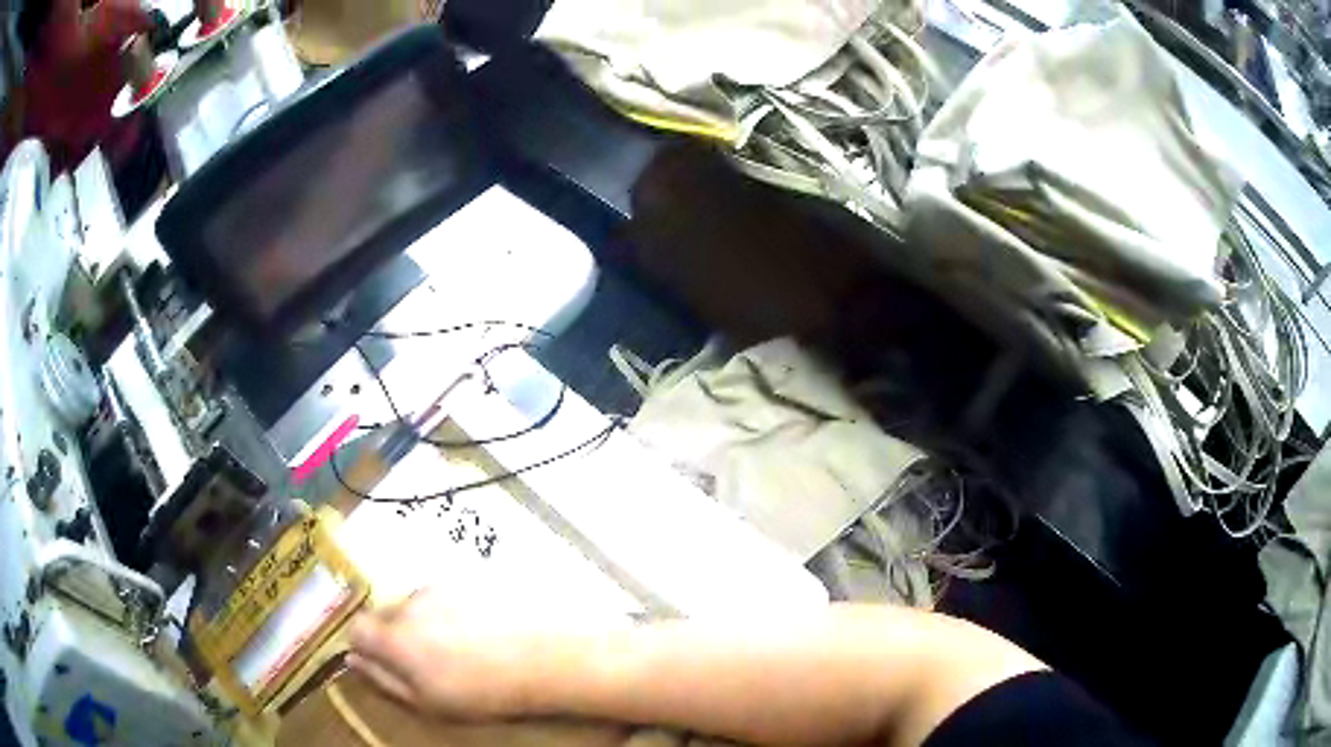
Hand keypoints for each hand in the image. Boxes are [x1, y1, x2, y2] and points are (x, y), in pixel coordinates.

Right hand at [347, 590, 609, 719]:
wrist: (548, 658)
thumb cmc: (486, 692)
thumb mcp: (429, 703)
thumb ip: (383, 680)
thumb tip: (352, 661)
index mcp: (395, 637)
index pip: (356, 628)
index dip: (366, 647)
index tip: (387, 663)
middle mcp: (411, 603)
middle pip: (386, 613)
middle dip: (397, 635)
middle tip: (431, 661)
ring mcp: (442, 586)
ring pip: (417, 603)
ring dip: (427, 621)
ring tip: (464, 647)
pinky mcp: (470, 577)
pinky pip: (447, 594)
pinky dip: (454, 610)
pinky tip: (482, 630)